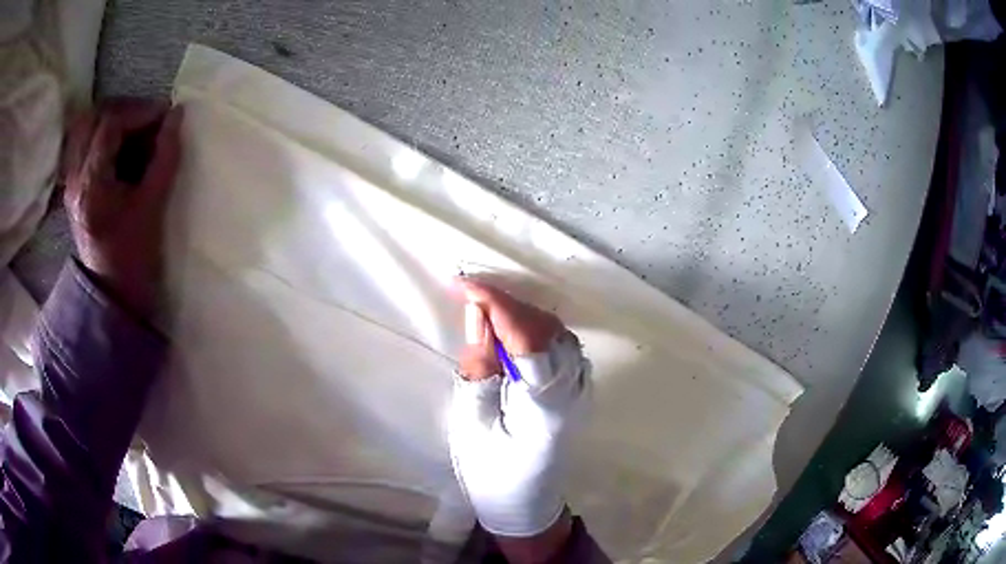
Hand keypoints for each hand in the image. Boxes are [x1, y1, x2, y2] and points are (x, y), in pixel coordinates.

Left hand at [63, 98, 182, 319]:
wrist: (112, 292)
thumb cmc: (133, 255)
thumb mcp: (153, 206)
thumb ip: (165, 156)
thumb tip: (176, 115)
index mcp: (91, 184)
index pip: (111, 124)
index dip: (141, 112)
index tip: (164, 117)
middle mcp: (75, 176)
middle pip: (95, 117)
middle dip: (125, 111)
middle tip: (147, 122)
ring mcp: (71, 181)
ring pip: (86, 127)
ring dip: (111, 120)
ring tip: (133, 131)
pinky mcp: (73, 185)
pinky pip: (83, 143)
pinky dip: (101, 134)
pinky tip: (117, 145)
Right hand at [449, 278, 589, 562]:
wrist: (526, 505)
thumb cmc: (492, 474)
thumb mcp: (473, 424)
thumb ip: (479, 368)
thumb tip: (478, 316)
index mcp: (547, 407)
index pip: (526, 337)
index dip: (496, 304)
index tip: (463, 284)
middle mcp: (573, 391)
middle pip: (545, 329)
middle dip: (505, 304)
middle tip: (466, 293)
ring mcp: (580, 389)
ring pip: (555, 332)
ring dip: (518, 314)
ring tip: (482, 308)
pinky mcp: (576, 389)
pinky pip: (558, 344)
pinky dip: (531, 328)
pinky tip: (509, 329)